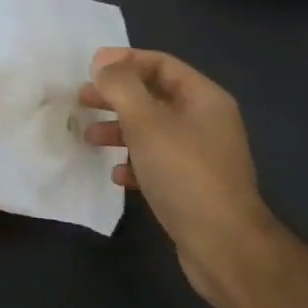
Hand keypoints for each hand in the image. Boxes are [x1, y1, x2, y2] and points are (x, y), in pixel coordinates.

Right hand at [80, 48, 271, 306]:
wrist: (224, 246)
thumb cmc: (184, 173)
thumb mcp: (146, 122)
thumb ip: (121, 86)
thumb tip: (103, 62)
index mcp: (204, 98)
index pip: (161, 64)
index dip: (124, 60)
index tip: (90, 69)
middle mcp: (206, 121)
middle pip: (154, 95)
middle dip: (116, 96)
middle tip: (83, 100)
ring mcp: (202, 155)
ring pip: (153, 130)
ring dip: (120, 129)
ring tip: (89, 138)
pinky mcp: (194, 186)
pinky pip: (158, 162)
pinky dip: (134, 162)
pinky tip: (117, 176)